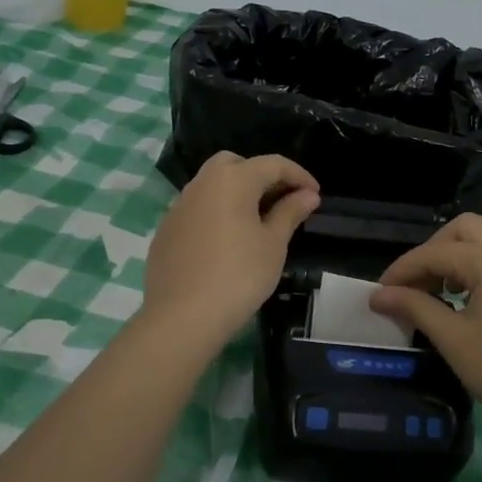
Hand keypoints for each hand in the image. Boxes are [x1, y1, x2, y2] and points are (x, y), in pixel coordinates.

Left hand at [143, 152, 319, 348]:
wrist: (181, 317)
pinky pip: (198, 209)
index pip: (272, 164)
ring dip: (237, 194)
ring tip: (257, 222)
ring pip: (213, 185)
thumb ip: (290, 213)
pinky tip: (227, 242)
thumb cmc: (238, 276)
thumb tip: (307, 195)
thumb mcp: (273, 244)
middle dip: (261, 176)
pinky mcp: (166, 230)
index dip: (298, 175)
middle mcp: (202, 183)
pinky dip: (217, 213)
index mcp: (232, 180)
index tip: (315, 195)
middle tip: (281, 201)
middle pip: (235, 164)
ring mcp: (179, 206)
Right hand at [370, 214, 481, 439]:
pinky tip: (479, 294)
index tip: (380, 292)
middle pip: (463, 229)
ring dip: (463, 249)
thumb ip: (415, 308)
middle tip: (417, 285)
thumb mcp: (454, 340)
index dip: (402, 271)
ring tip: (450, 286)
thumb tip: (379, 295)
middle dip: (433, 251)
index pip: (434, 253)